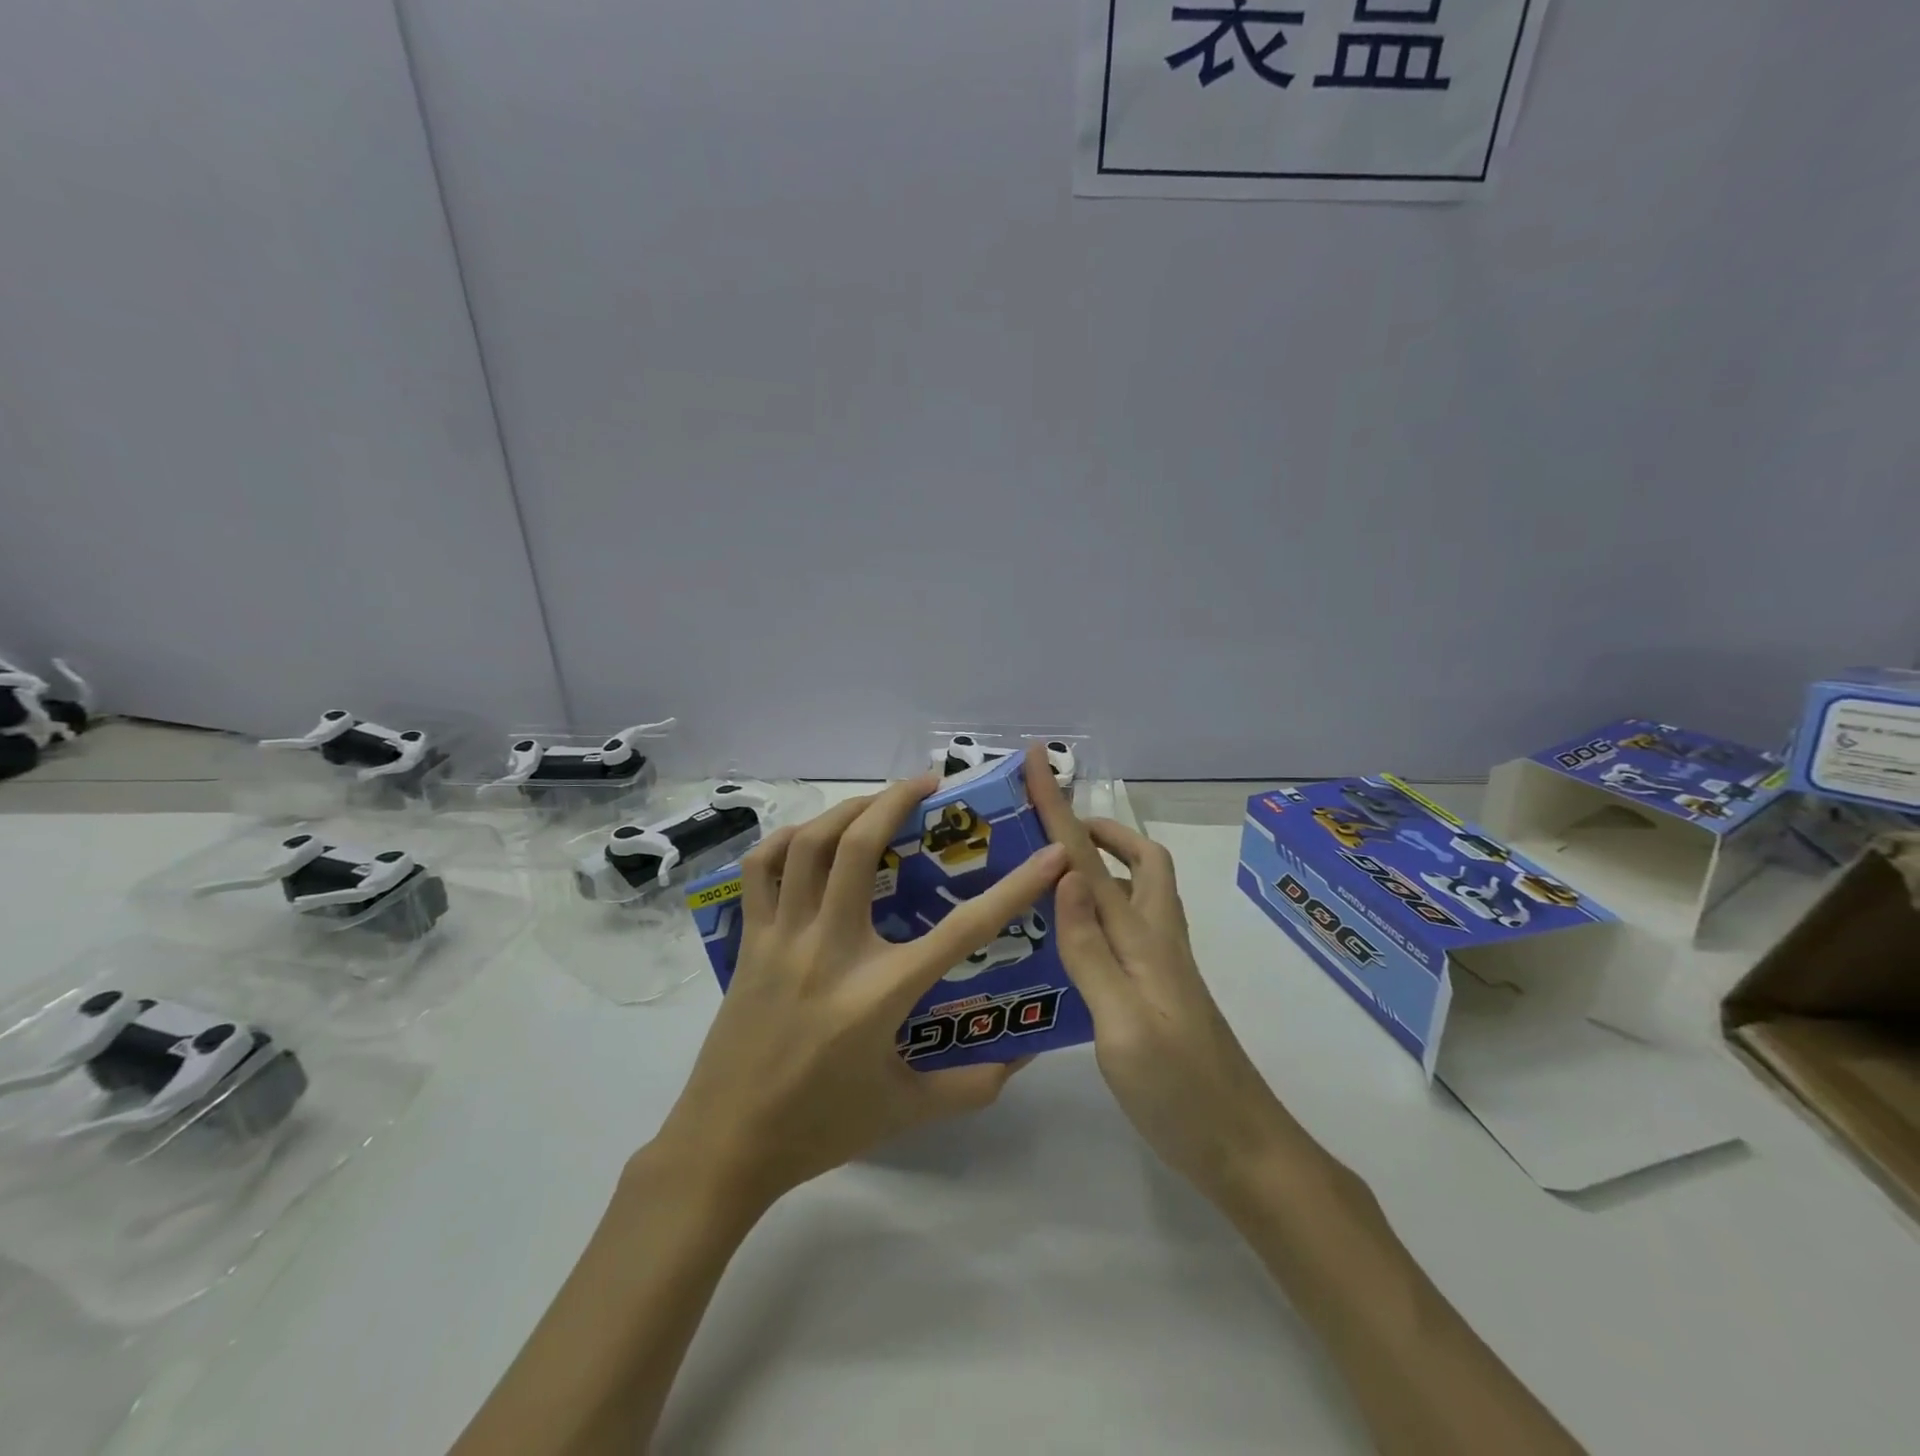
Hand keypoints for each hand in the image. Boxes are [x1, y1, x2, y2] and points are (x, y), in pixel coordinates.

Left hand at [649, 776, 1067, 1214]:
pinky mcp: (750, 941)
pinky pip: (760, 871)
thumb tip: (1023, 1056)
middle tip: (931, 786)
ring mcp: (783, 939)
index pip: (962, 929)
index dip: (1016, 887)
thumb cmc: (820, 1127)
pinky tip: (810, 837)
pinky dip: (785, 840)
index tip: (1051, 854)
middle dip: (898, 800)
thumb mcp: (905, 1110)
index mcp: (879, 992)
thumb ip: (971, 1085)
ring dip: (847, 808)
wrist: (724, 1147)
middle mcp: (831, 949)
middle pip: (860, 847)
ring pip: (808, 845)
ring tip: (877, 801)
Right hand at [1021, 747, 1291, 1206]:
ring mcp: (1161, 964)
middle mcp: (1155, 938)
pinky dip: (1096, 911)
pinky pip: (1124, 928)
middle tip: (1053, 829)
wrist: (1241, 1147)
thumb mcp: (1121, 1022)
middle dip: (1099, 829)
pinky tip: (1068, 938)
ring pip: (1133, 892)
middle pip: (1139, 859)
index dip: (1060, 806)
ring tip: (1048, 877)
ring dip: (1098, 868)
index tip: (1038, 761)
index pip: (1090, 858)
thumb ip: (1090, 949)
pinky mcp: (1158, 989)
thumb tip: (1064, 875)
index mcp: (1142, 937)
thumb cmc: (1178, 1088)